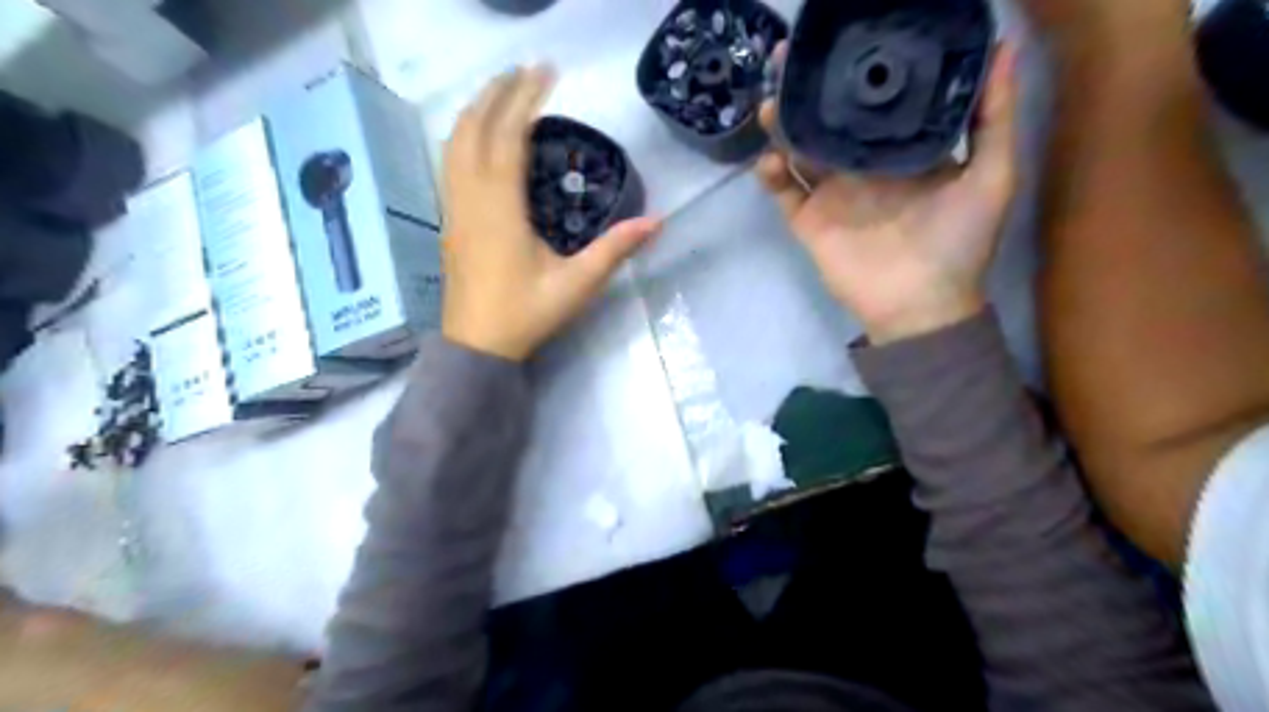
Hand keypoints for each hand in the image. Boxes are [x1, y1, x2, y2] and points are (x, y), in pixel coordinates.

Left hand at [442, 65, 665, 361]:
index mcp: (500, 209)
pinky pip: (449, 164)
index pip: (507, 137)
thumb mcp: (577, 284)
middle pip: (472, 129)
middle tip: (523, 71)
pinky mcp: (449, 221)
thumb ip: (615, 250)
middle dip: (496, 93)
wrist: (477, 346)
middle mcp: (470, 199)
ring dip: (475, 111)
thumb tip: (657, 222)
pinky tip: (478, 139)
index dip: (524, 99)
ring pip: (453, 144)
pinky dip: (464, 137)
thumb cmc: (526, 314)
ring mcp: (454, 209)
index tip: (545, 73)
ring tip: (500, 93)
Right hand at [763, 41, 1017, 343]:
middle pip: (827, 120)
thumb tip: (1002, 46)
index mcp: (901, 151)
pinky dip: (771, 175)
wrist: (921, 305)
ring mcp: (832, 195)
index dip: (855, 72)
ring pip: (799, 151)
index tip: (842, 40)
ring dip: (782, 125)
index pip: (872, 103)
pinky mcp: (809, 222)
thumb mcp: (993, 174)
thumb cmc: (961, 242)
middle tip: (789, 59)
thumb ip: (994, 117)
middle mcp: (862, 166)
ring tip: (772, 99)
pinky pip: (784, 193)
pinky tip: (769, 159)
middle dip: (807, 91)